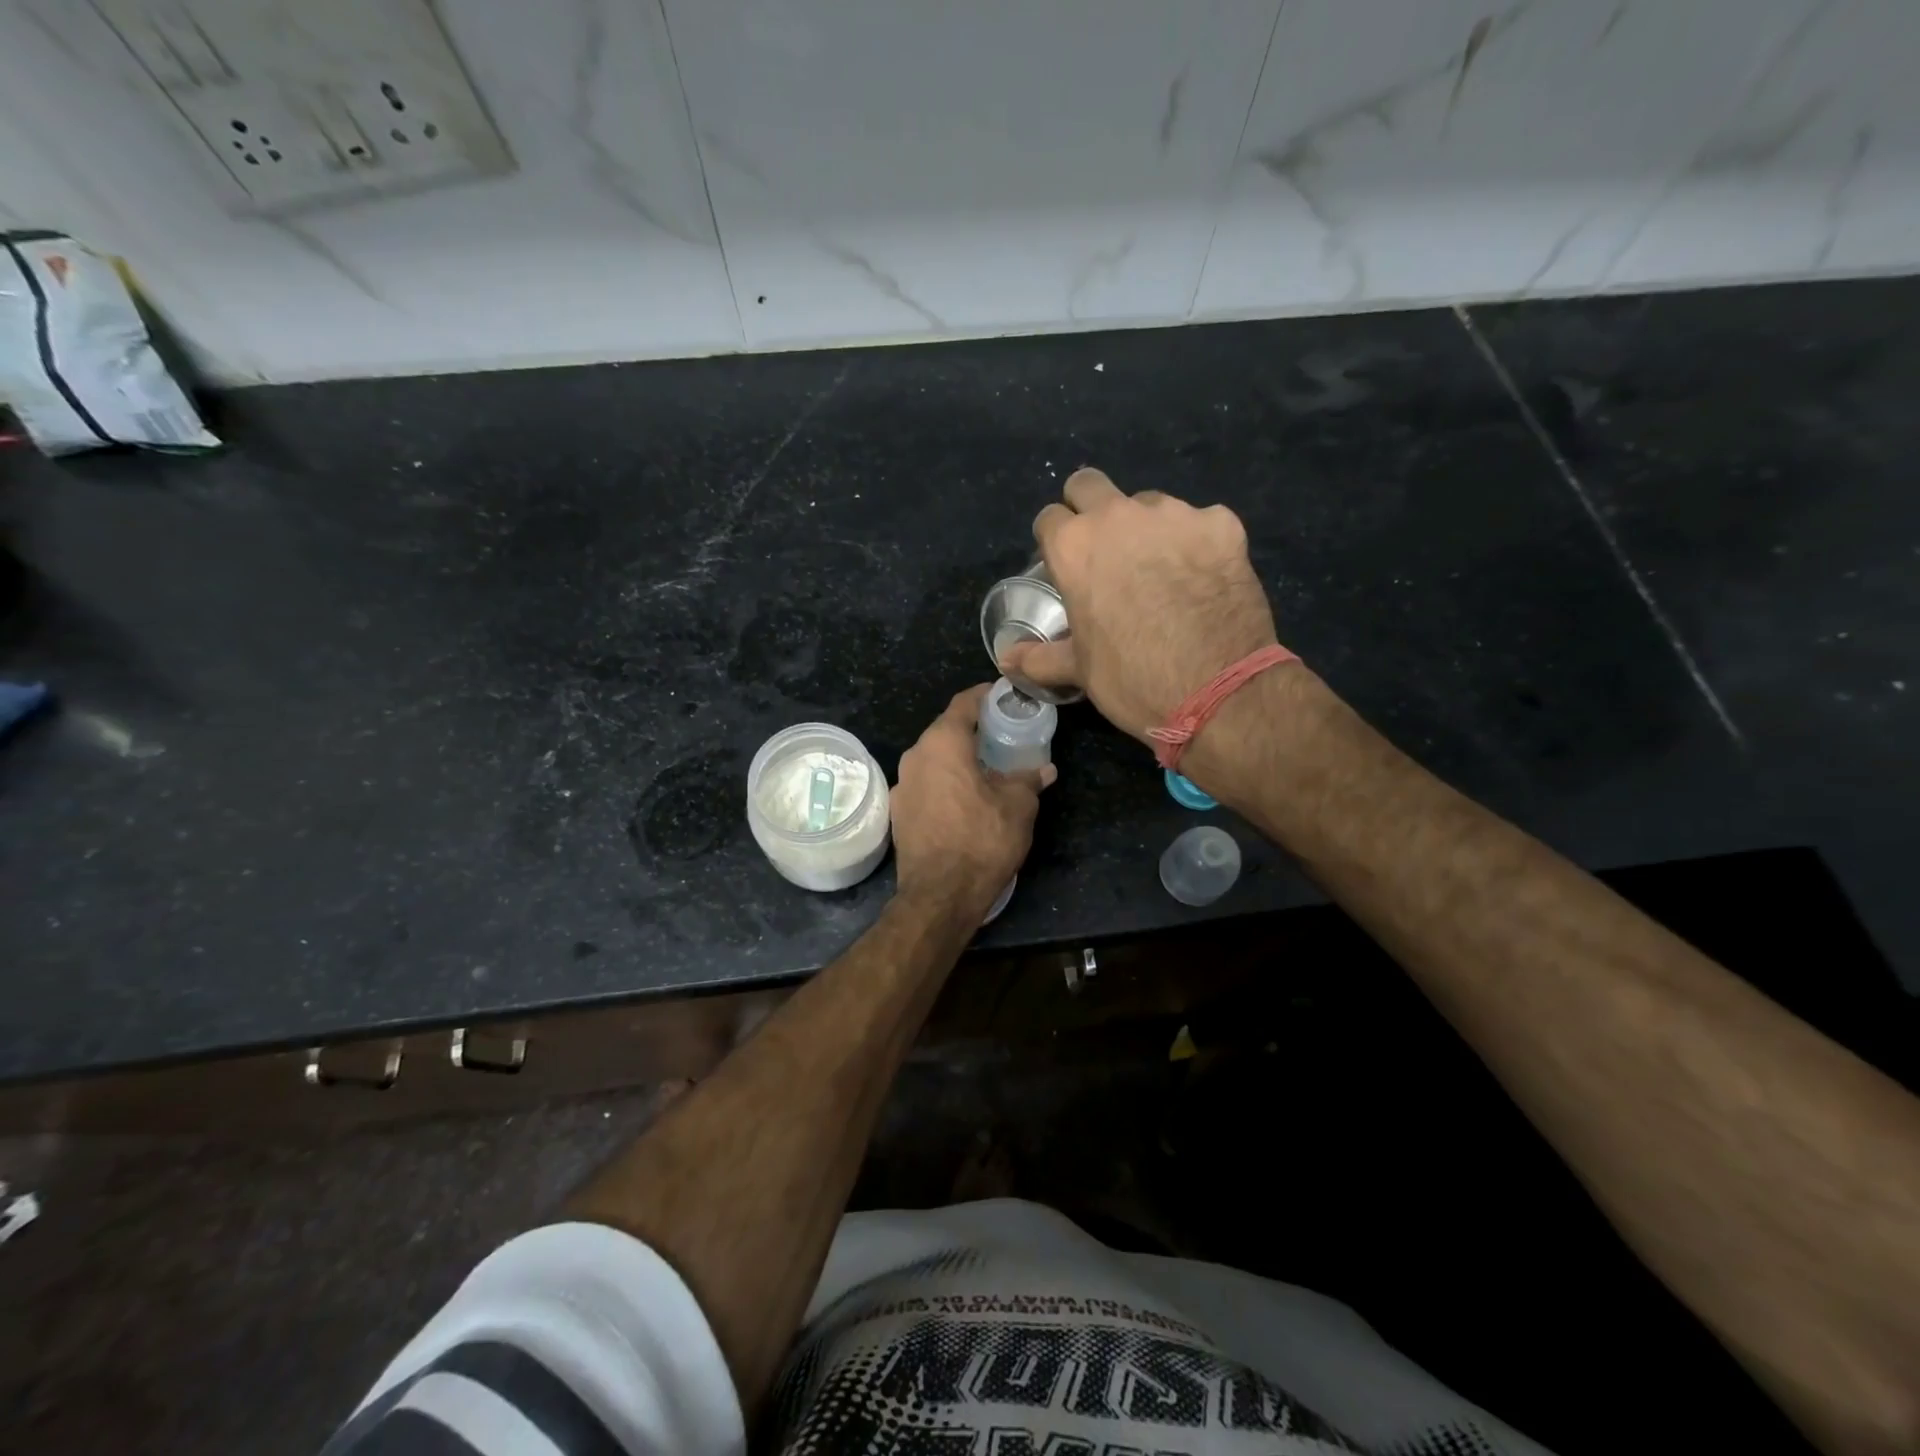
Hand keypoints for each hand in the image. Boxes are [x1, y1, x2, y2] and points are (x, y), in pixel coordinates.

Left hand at [891, 685, 1055, 916]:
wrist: (940, 895)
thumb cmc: (982, 840)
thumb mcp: (1019, 807)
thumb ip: (1029, 780)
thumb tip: (1044, 770)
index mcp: (943, 743)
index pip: (963, 704)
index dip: (984, 696)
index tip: (1002, 696)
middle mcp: (915, 756)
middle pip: (944, 731)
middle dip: (971, 730)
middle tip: (1000, 735)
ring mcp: (901, 785)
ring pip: (932, 759)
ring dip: (956, 759)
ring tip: (984, 769)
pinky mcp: (897, 812)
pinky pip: (925, 784)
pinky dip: (943, 783)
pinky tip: (963, 800)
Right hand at [1003, 468, 1281, 743]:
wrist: (1218, 691)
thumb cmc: (1133, 679)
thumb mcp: (1079, 671)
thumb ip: (1039, 656)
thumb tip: (1006, 659)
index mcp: (1075, 546)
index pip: (1049, 518)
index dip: (1055, 542)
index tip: (1067, 567)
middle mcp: (1119, 516)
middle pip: (1089, 485)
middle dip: (1090, 509)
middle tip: (1105, 552)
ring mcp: (1175, 515)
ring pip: (1148, 505)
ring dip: (1146, 529)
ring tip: (1162, 572)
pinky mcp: (1222, 524)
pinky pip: (1200, 523)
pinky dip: (1197, 544)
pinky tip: (1203, 579)